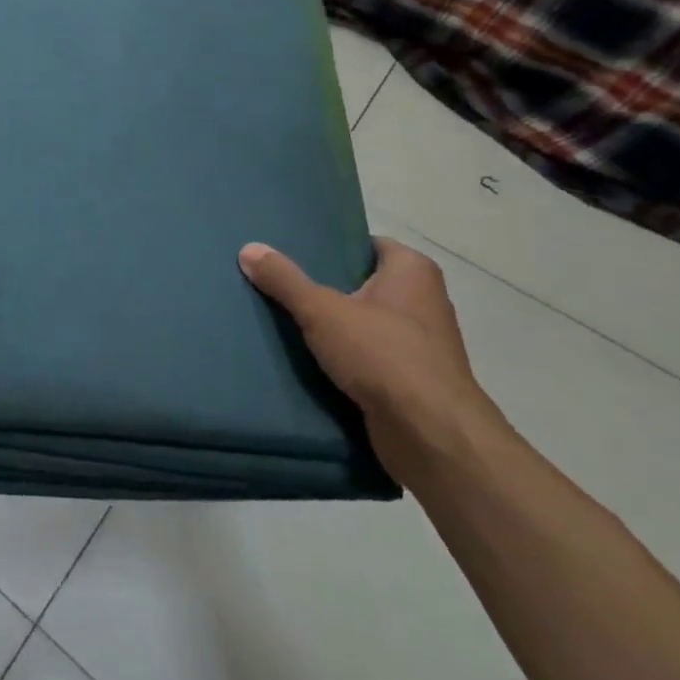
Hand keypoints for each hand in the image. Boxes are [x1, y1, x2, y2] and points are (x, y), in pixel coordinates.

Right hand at [238, 236, 498, 484]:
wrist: (431, 435)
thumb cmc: (383, 355)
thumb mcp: (321, 310)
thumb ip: (284, 279)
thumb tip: (248, 248)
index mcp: (413, 270)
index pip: (366, 244)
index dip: (332, 245)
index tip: (294, 250)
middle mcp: (424, 300)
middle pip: (363, 282)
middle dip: (326, 286)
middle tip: (281, 282)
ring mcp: (421, 342)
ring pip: (365, 322)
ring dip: (334, 325)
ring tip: (288, 319)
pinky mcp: (413, 379)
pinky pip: (371, 356)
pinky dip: (346, 356)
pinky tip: (310, 358)